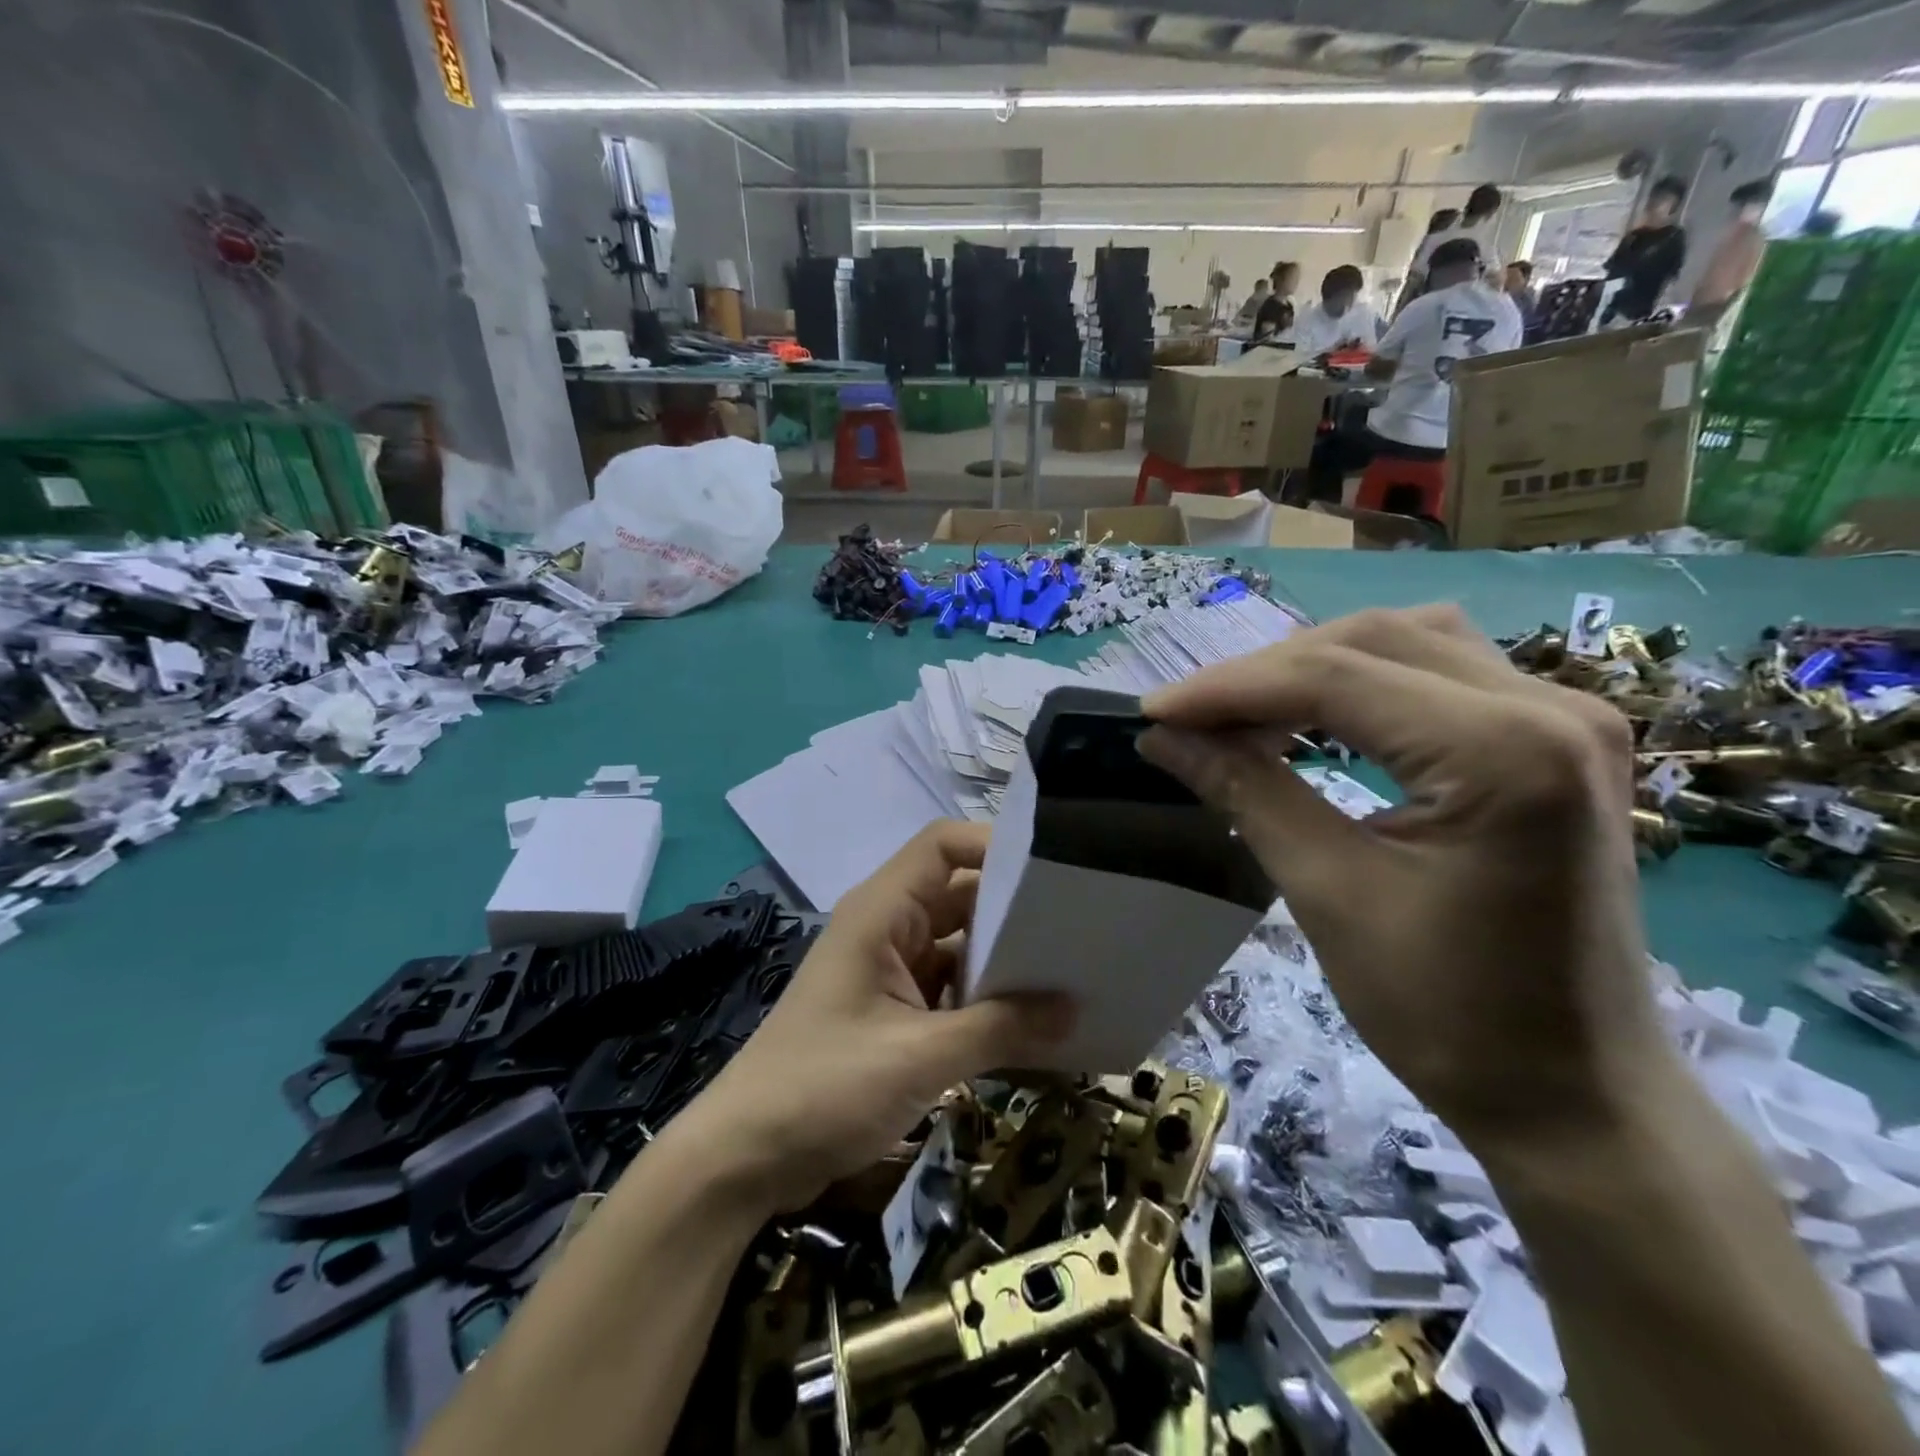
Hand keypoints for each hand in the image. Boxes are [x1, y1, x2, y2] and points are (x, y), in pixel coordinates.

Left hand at [676, 822, 1074, 1214]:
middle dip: (1015, 910)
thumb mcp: (919, 1057)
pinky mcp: (893, 1012)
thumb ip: (1000, 1028)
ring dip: (1005, 962)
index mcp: (882, 912)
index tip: (1054, 871)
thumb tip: (1074, 1009)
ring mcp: (890, 971)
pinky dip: (987, 1002)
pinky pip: (951, 989)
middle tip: (1083, 927)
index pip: (943, 846)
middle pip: (961, 895)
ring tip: (1072, 975)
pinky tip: (1032, 1025)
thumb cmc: (823, 1088)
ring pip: (960, 946)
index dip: (995, 845)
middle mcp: (888, 928)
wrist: (746, 1158)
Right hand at [1139, 605, 1670, 1149]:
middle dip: (1263, 673)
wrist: (1574, 1095)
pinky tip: (1316, 717)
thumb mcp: (1328, 895)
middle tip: (1189, 718)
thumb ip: (1246, 792)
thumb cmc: (1450, 1015)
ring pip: (1406, 640)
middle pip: (1371, 640)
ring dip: (1312, 667)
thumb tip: (1163, 736)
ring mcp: (1565, 715)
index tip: (1152, 713)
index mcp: (1505, 753)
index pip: (1335, 678)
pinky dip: (1362, 683)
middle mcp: (1550, 708)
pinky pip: (1440, 669)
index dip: (1228, 688)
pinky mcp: (1556, 737)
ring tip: (1244, 713)